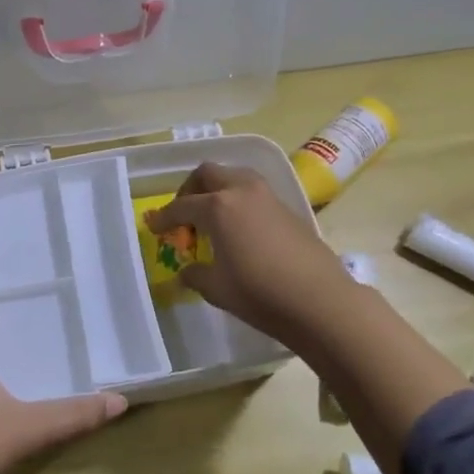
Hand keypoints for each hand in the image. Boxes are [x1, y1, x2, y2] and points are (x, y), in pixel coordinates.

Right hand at [146, 163, 352, 339]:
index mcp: (218, 207)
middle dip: (190, 190)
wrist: (319, 300)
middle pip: (208, 174)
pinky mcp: (288, 208)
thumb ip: (196, 274)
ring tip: (211, 217)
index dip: (164, 218)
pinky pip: (253, 192)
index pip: (182, 206)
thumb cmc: (259, 293)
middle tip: (184, 214)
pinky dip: (238, 200)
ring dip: (217, 189)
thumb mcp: (217, 288)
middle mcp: (241, 191)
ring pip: (234, 177)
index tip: (153, 226)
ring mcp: (268, 196)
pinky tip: (239, 228)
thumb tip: (187, 271)